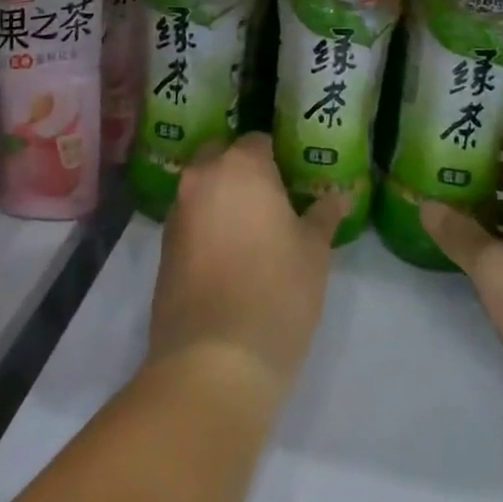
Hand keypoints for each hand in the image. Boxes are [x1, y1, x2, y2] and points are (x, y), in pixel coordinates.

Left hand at [149, 133, 348, 399]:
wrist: (214, 360)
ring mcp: (177, 212)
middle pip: (222, 156)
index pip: (258, 141)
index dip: (277, 158)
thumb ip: (323, 216)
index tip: (293, 180)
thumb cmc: (277, 292)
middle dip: (242, 171)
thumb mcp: (314, 252)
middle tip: (272, 201)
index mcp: (241, 167)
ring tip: (252, 231)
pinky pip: (190, 220)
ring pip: (202, 188)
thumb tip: (339, 196)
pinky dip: (206, 226)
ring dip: (222, 198)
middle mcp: (202, 179)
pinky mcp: (163, 247)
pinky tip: (228, 256)